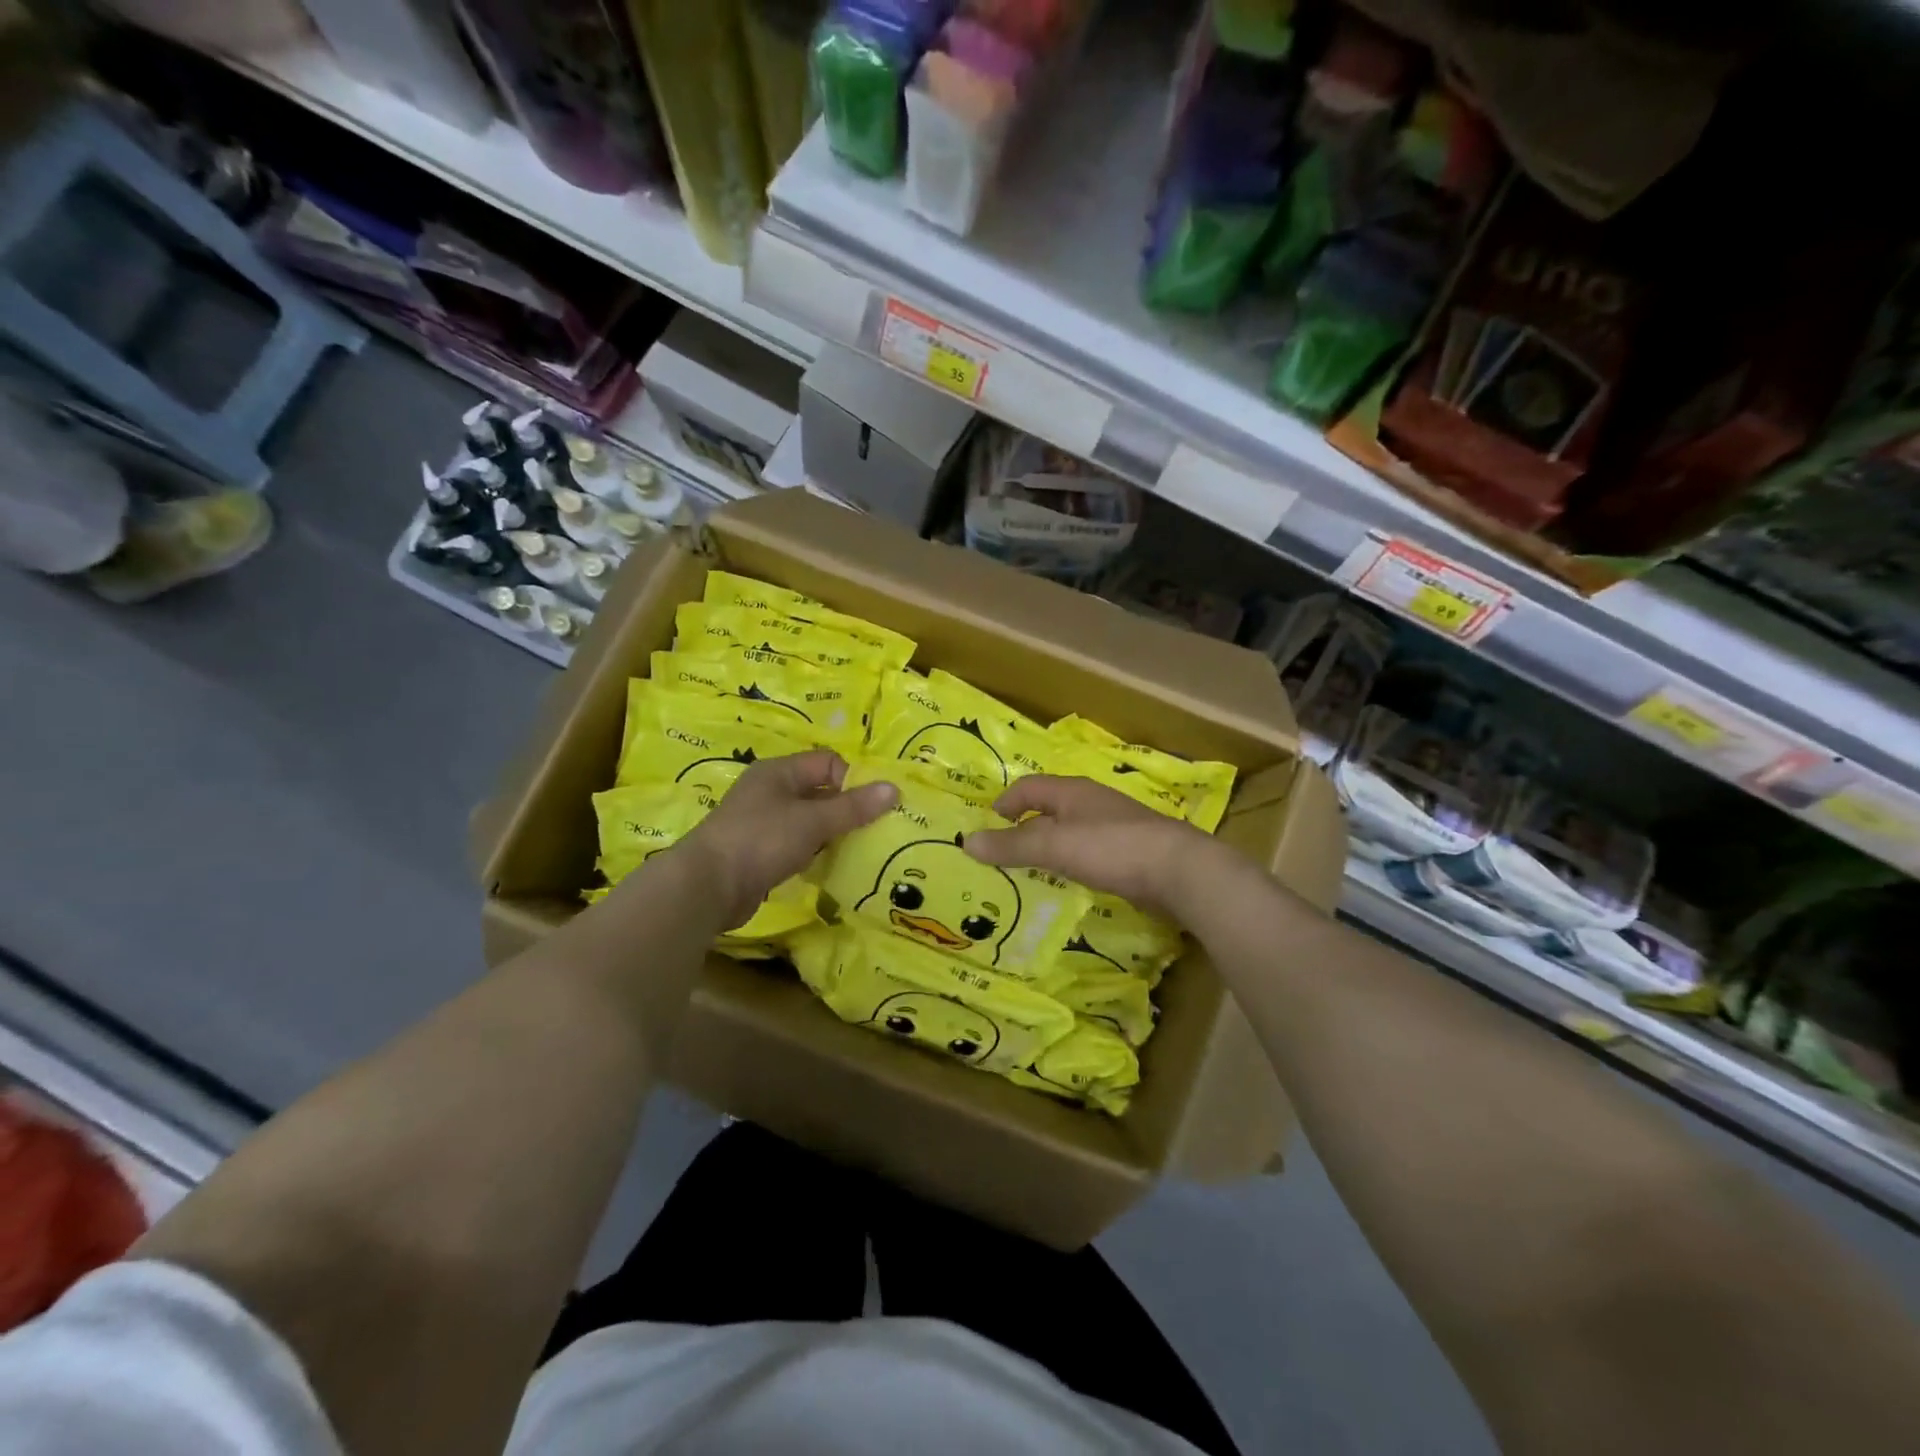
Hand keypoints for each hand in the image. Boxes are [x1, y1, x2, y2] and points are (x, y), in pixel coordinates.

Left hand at [677, 750, 896, 926]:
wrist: (706, 887)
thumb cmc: (760, 840)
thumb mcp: (812, 821)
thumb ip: (853, 807)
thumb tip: (895, 788)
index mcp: (779, 772)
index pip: (828, 763)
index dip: (853, 780)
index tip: (874, 807)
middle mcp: (770, 792)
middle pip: (820, 792)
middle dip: (847, 809)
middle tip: (877, 830)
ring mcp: (762, 824)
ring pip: (809, 821)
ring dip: (832, 834)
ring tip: (861, 850)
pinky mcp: (760, 853)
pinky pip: (797, 846)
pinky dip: (814, 854)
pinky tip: (831, 868)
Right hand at [963, 775, 1221, 917]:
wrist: (1179, 870)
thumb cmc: (1111, 848)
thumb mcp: (1054, 845)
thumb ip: (1011, 845)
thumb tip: (966, 841)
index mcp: (1072, 792)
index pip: (1029, 787)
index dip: (1006, 802)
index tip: (988, 825)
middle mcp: (1092, 803)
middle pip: (1050, 809)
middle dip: (1025, 827)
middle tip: (1003, 853)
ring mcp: (1114, 827)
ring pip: (1071, 832)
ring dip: (1049, 848)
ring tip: (1030, 871)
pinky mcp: (1130, 853)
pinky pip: (1090, 853)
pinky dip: (1072, 863)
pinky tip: (1070, 883)